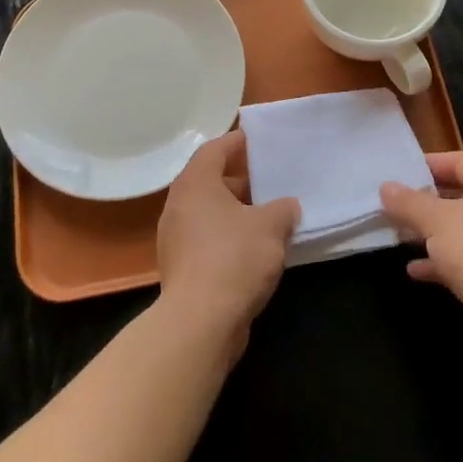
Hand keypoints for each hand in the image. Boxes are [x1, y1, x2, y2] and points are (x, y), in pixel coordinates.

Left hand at [156, 131, 299, 339]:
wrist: (200, 322)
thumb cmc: (234, 258)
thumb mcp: (271, 226)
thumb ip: (283, 209)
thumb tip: (287, 207)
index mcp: (195, 184)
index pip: (213, 150)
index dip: (235, 142)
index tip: (255, 139)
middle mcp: (178, 206)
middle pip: (208, 181)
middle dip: (238, 179)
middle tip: (267, 179)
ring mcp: (175, 239)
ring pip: (207, 213)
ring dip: (234, 211)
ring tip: (266, 214)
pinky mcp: (180, 268)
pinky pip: (206, 239)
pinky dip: (227, 236)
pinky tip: (253, 248)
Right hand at [380, 151, 462, 364]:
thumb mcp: (435, 221)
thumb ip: (408, 202)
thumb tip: (386, 187)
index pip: (461, 161)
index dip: (428, 165)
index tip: (399, 174)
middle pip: (461, 195)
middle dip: (426, 202)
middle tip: (394, 205)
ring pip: (462, 228)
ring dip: (431, 233)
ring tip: (398, 235)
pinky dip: (443, 260)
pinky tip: (415, 269)